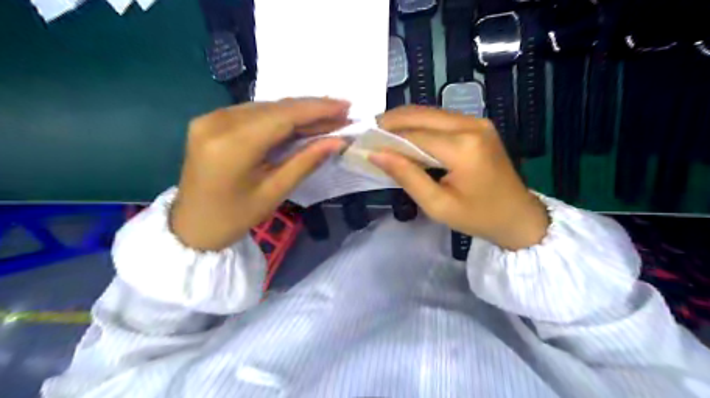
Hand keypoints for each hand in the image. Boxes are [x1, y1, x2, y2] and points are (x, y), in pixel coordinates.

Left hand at [172, 98, 347, 249]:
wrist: (192, 225)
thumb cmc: (235, 217)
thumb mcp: (275, 192)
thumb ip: (306, 162)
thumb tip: (338, 141)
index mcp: (233, 145)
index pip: (284, 116)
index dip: (318, 109)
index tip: (346, 106)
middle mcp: (218, 122)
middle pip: (275, 107)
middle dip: (311, 109)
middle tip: (341, 112)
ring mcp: (210, 118)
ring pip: (265, 107)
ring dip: (297, 112)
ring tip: (326, 118)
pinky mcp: (209, 120)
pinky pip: (252, 112)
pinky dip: (278, 116)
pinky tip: (298, 122)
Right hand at [377, 105, 547, 248]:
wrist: (519, 216)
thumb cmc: (478, 217)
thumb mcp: (437, 205)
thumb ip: (406, 176)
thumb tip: (376, 154)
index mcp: (463, 147)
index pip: (413, 135)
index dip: (385, 137)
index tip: (362, 143)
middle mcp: (471, 125)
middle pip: (420, 114)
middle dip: (390, 122)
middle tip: (368, 135)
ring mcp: (477, 121)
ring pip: (429, 112)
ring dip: (403, 121)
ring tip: (381, 136)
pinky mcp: (478, 125)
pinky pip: (440, 118)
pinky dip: (419, 124)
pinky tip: (405, 136)